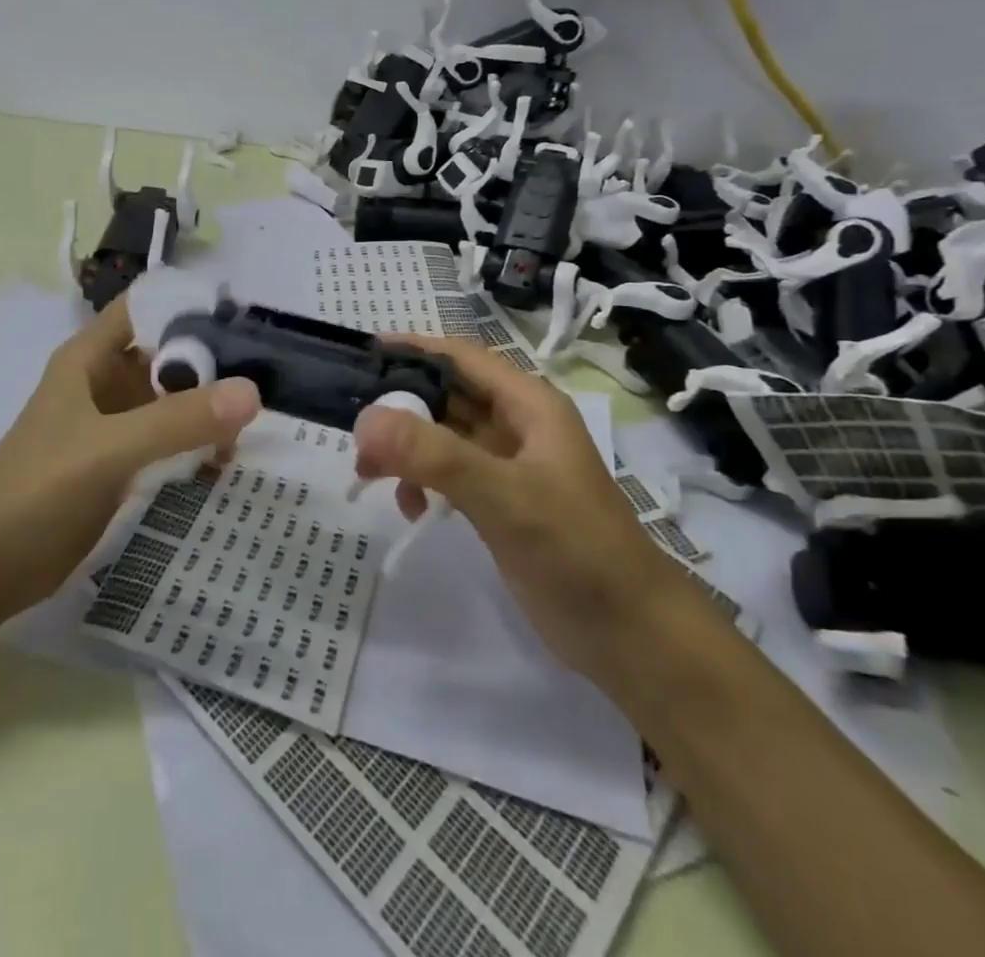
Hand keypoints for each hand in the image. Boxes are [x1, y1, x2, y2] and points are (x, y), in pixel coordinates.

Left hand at [0, 296, 260, 615]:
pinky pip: (168, 441)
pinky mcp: (119, 465)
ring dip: (210, 407)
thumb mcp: (109, 448)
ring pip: (172, 400)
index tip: (248, 319)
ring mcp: (113, 425)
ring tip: (260, 423)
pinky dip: (197, 444)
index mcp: (92, 357)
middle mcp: (105, 382)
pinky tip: (229, 460)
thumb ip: (179, 420)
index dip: (193, 305)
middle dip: (214, 363)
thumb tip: (253, 392)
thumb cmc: (36, 490)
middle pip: (169, 354)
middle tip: (271, 376)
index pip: (149, 307)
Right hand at [352, 336, 682, 679]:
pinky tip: (412, 509)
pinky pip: (450, 475)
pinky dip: (423, 483)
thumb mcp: (503, 495)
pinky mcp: (502, 503)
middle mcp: (518, 426)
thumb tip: (365, 420)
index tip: (364, 353)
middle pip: (447, 397)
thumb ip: (434, 454)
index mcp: (529, 405)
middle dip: (400, 408)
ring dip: (406, 449)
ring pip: (444, 438)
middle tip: (354, 429)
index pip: (462, 358)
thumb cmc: (575, 549)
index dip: (414, 348)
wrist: (630, 635)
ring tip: (368, 474)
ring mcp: (510, 467)